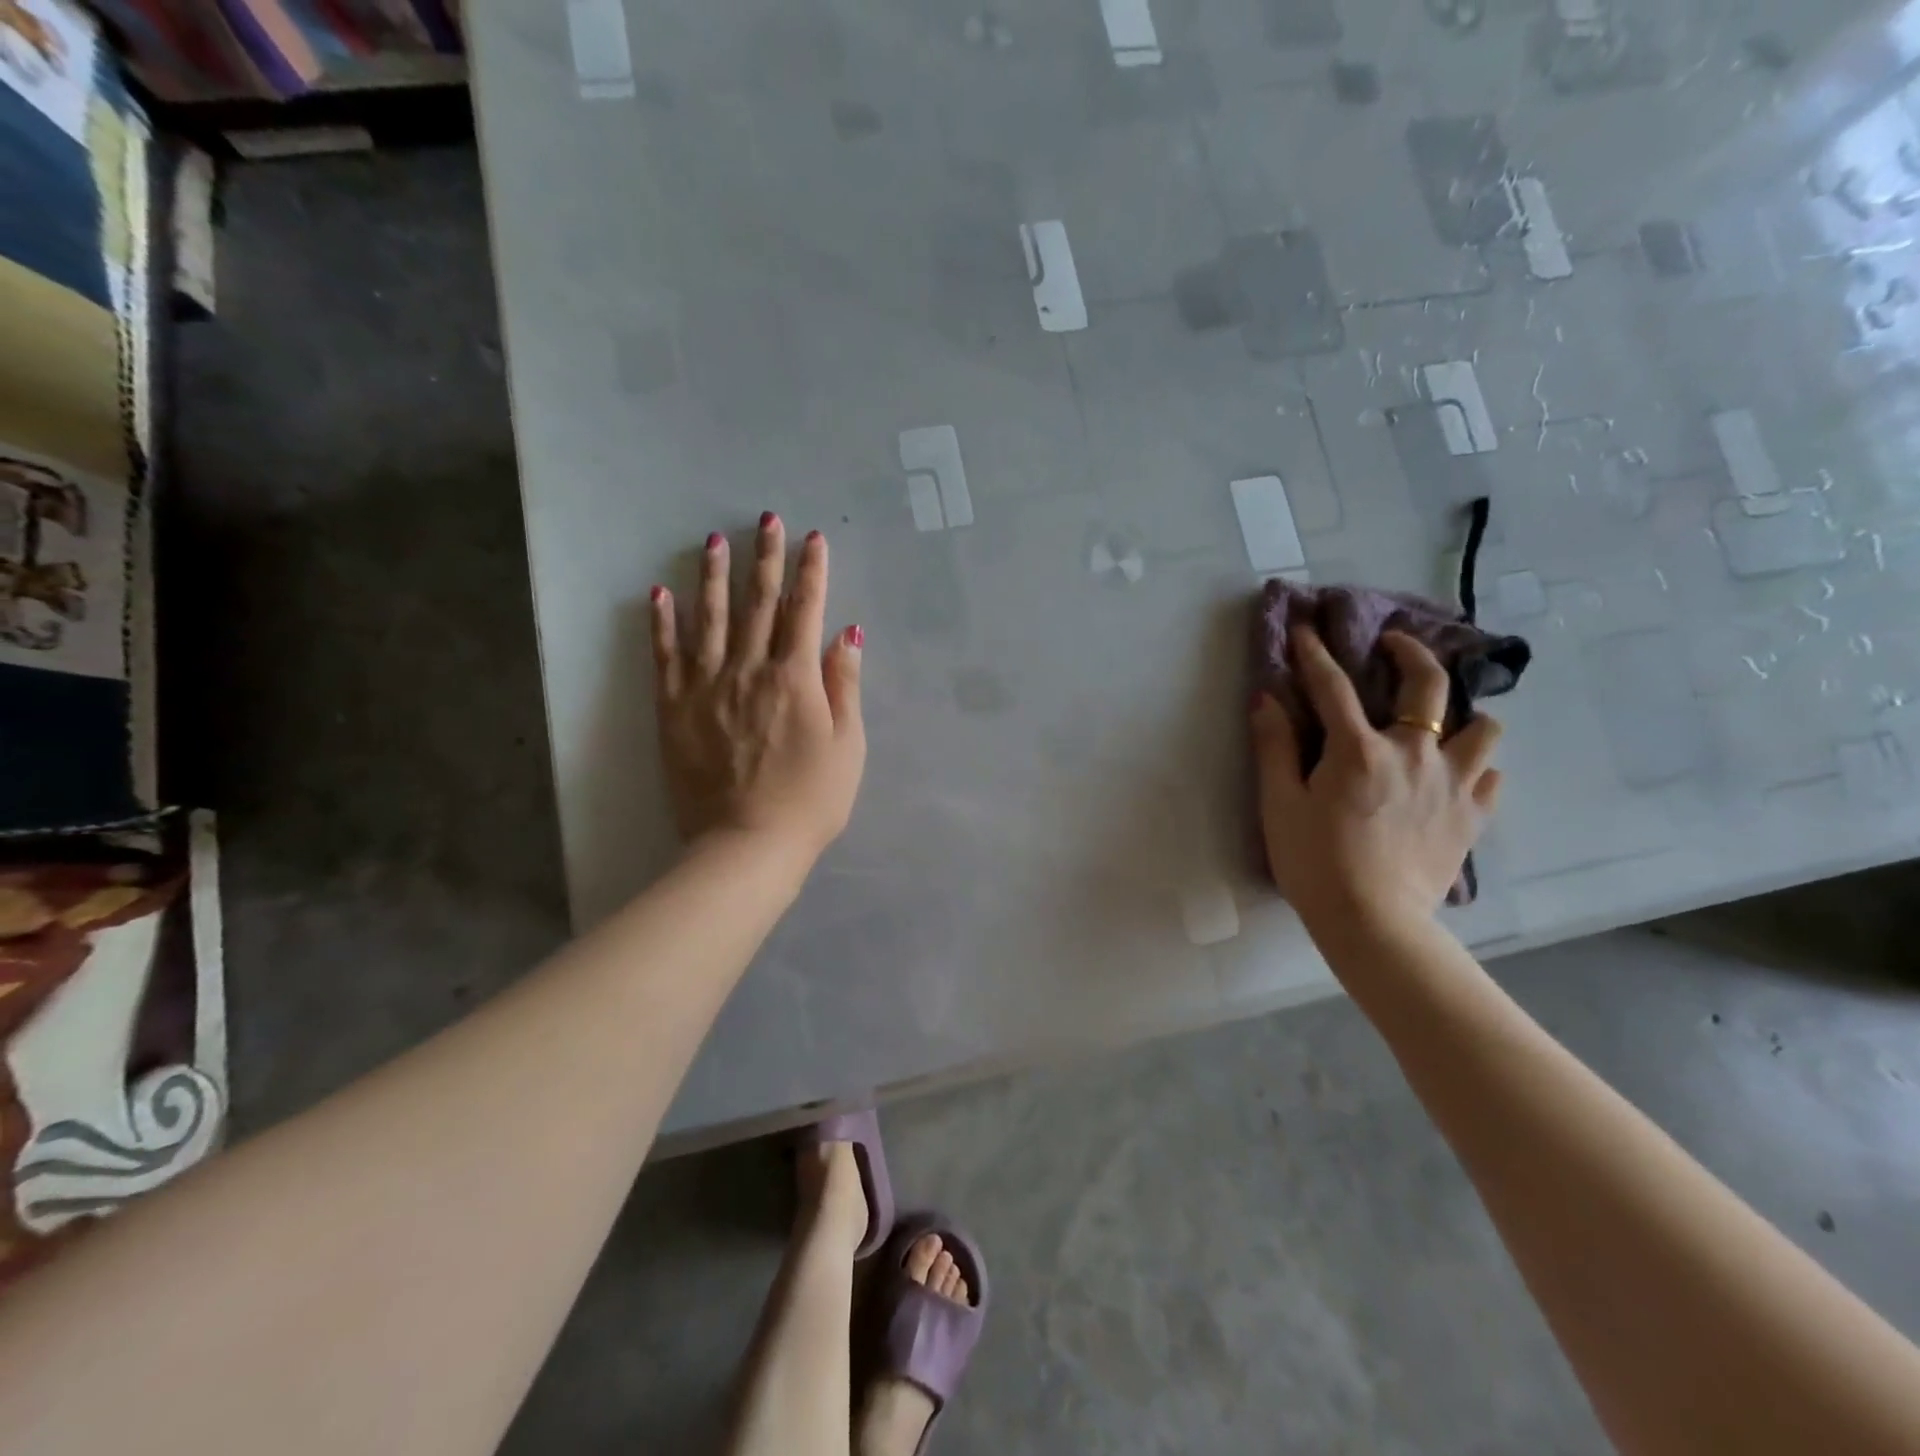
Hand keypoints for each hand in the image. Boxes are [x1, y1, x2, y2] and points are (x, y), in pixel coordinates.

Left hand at [649, 516, 865, 858]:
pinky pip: (666, 656)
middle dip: (766, 559)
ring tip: (714, 540)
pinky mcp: (674, 709)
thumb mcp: (847, 746)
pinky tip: (660, 593)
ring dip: (714, 576)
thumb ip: (845, 686)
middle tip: (767, 519)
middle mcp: (749, 670)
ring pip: (710, 619)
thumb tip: (848, 635)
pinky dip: (663, 623)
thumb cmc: (810, 800)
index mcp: (795, 678)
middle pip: (759, 604)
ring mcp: (707, 687)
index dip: (812, 572)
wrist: (746, 845)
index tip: (812, 539)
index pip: (806, 611)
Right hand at [1251, 627, 1502, 933]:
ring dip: (1462, 715)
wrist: (1373, 923)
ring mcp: (1453, 783)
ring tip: (1441, 722)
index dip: (1314, 653)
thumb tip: (1267, 698)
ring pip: (1483, 727)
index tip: (1305, 630)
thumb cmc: (1314, 862)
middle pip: (1430, 684)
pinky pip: (1491, 776)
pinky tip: (1456, 775)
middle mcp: (1414, 753)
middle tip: (1395, 645)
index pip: (1332, 685)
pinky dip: (1475, 767)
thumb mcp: (1279, 804)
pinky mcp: (1473, 816)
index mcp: (1358, 749)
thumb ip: (1274, 746)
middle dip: (1412, 653)